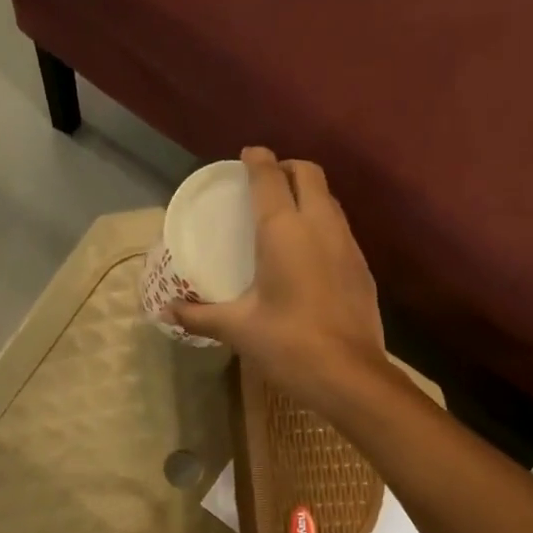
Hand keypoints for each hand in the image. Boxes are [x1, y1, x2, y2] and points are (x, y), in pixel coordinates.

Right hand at [172, 148, 392, 409]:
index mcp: (284, 230)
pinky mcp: (362, 268)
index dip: (257, 160)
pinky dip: (323, 224)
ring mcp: (348, 244)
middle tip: (266, 183)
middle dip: (287, 168)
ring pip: (330, 200)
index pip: (270, 177)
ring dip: (308, 194)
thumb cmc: (288, 344)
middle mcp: (320, 225)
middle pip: (309, 174)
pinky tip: (309, 253)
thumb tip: (169, 311)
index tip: (246, 156)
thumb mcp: (238, 329)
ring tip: (286, 214)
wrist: (349, 376)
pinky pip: (341, 229)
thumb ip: (201, 315)